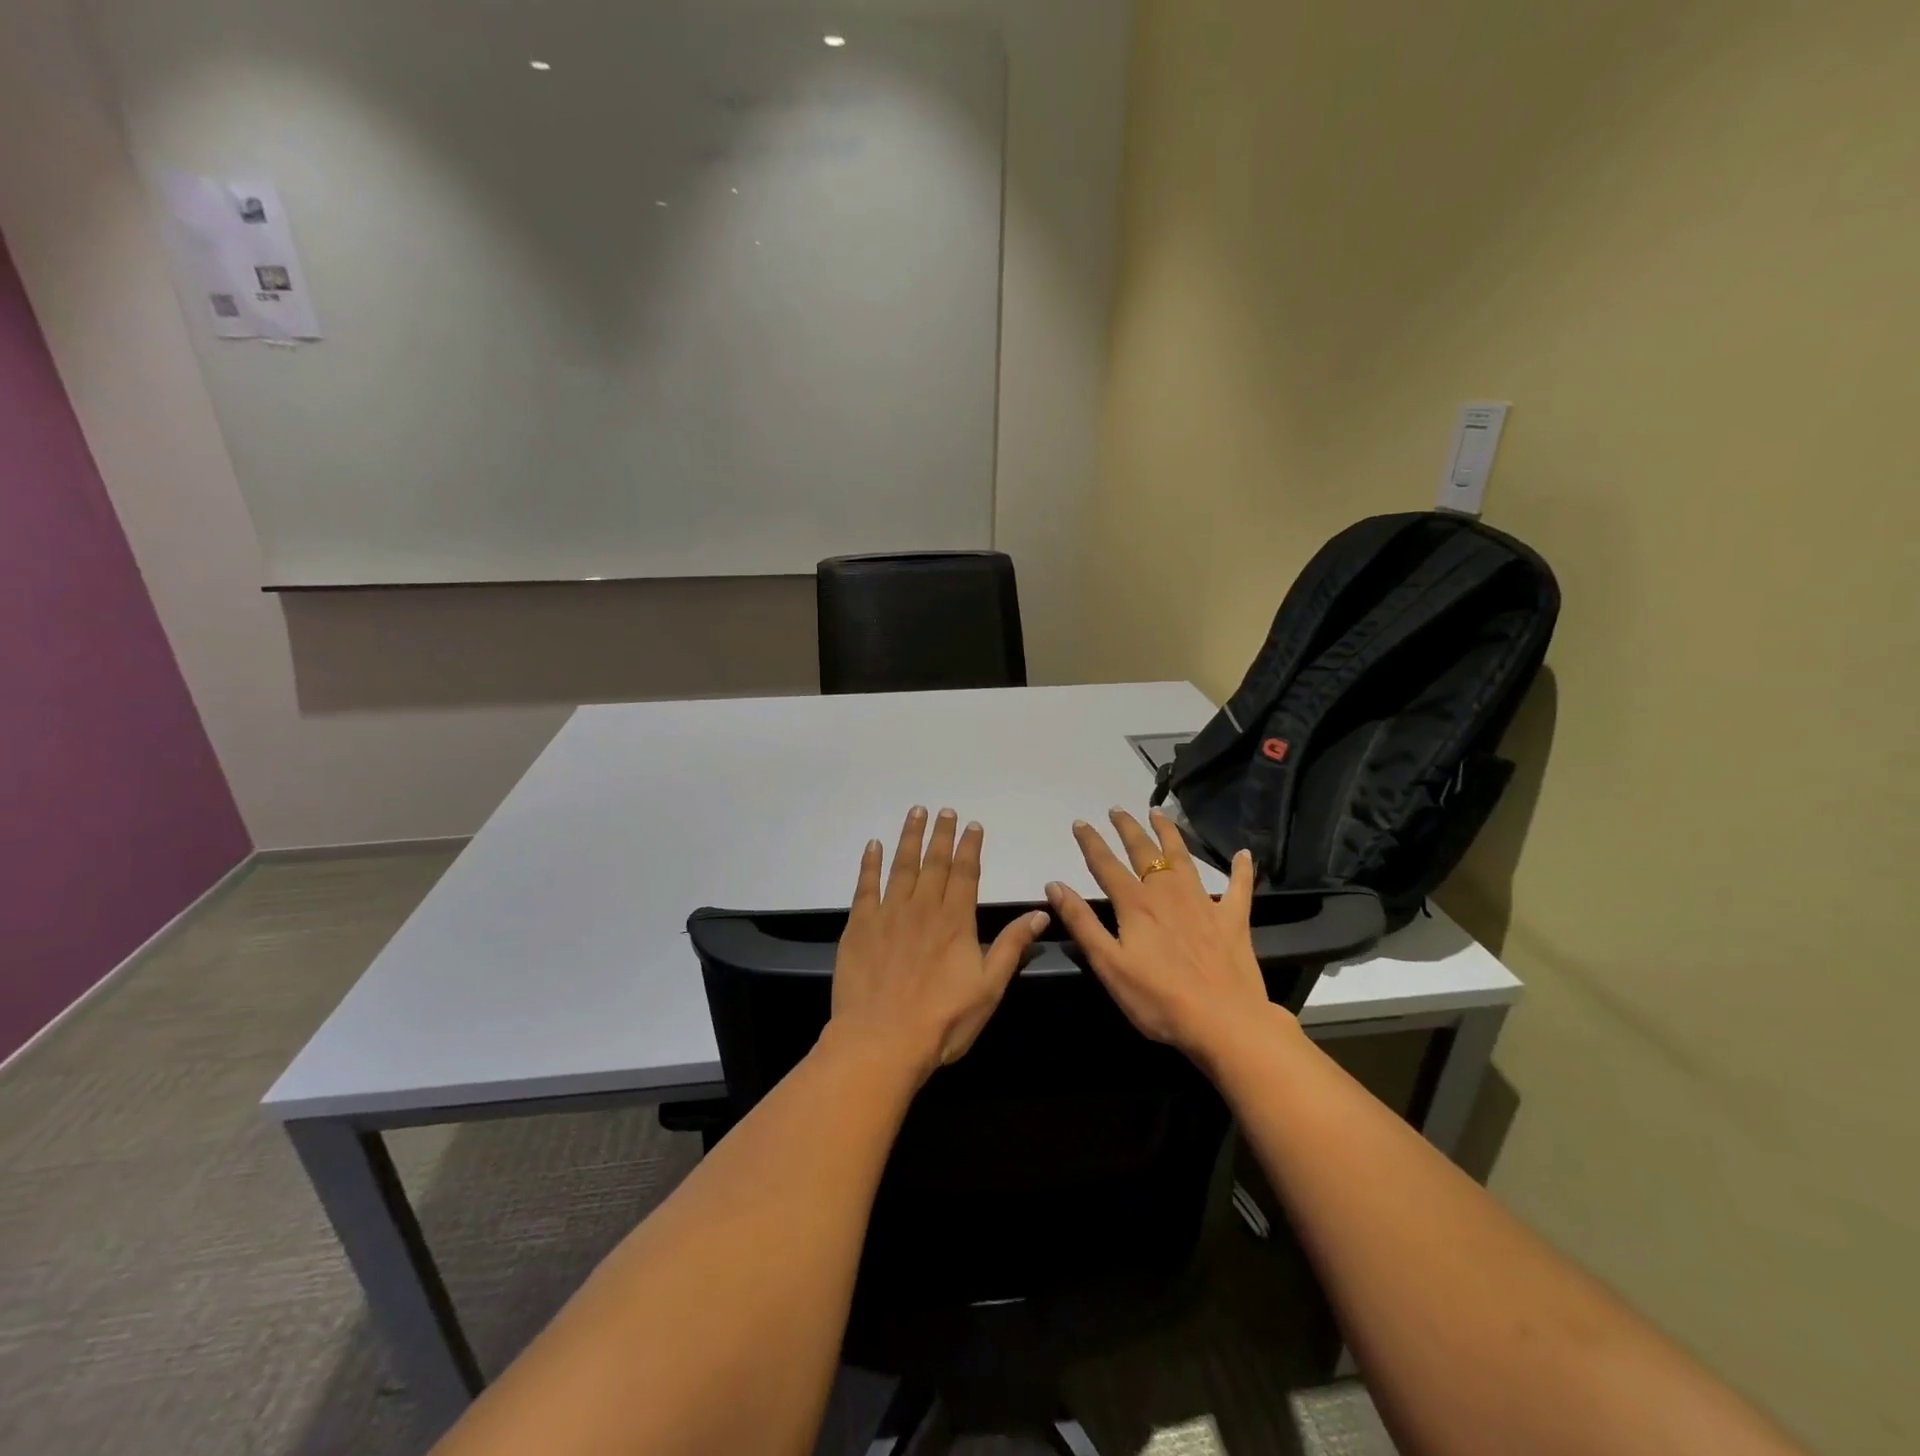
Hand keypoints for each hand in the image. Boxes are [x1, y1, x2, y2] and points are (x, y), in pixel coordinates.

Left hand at [829, 807, 1049, 1080]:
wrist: (881, 1041)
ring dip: (909, 837)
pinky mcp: (859, 925)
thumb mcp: (989, 988)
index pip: (965, 873)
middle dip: (941, 834)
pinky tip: (873, 845)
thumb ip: (1011, 946)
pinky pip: (866, 885)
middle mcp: (923, 907)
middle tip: (944, 810)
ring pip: (901, 865)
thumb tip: (1041, 912)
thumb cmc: (942, 1020)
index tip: (972, 825)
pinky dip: (870, 863)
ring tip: (915, 812)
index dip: (969, 847)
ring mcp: (888, 913)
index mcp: (955, 920)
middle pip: (934, 862)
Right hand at [1046, 807, 1274, 1061]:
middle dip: (1128, 828)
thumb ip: (1081, 922)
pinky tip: (1244, 854)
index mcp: (1136, 904)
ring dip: (1169, 833)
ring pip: (1183, 858)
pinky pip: (1239, 888)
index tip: (1080, 822)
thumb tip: (1055, 885)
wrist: (1224, 1022)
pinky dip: (1241, 869)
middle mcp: (1168, 893)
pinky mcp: (1233, 920)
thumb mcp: (1108, 964)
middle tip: (1117, 809)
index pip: (1106, 864)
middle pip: (1144, 852)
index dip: (1091, 842)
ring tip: (1159, 814)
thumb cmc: (1158, 999)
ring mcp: (1203, 903)